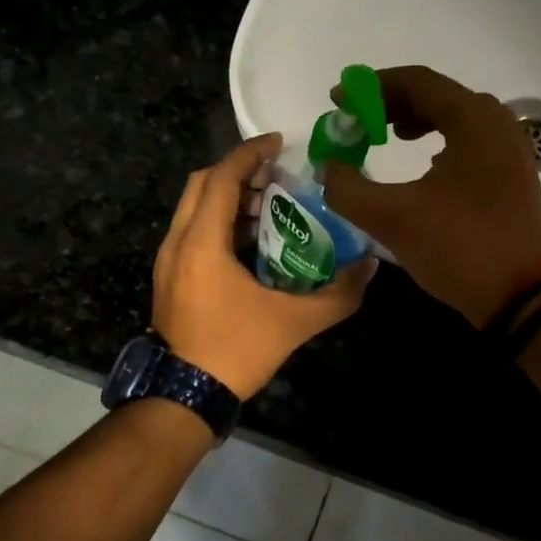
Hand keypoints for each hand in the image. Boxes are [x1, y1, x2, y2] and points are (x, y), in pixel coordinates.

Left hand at [153, 133, 374, 399]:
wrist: (184, 397)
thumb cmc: (235, 352)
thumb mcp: (294, 323)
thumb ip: (338, 295)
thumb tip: (372, 269)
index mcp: (202, 242)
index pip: (223, 178)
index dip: (250, 154)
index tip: (279, 142)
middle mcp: (177, 242)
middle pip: (202, 184)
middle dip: (238, 171)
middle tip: (276, 173)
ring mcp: (168, 261)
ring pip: (193, 208)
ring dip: (228, 197)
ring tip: (269, 205)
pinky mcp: (168, 278)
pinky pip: (191, 231)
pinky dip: (218, 222)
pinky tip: (250, 243)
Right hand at [323, 66, 540, 326]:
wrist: (521, 296)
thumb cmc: (458, 248)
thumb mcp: (392, 219)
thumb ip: (348, 189)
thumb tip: (327, 168)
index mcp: (473, 120)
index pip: (417, 82)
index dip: (371, 88)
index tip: (339, 102)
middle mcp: (498, 122)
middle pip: (438, 94)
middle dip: (392, 103)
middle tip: (359, 122)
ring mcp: (512, 147)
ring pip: (457, 116)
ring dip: (418, 120)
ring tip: (387, 137)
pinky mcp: (515, 172)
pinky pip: (472, 138)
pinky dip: (442, 139)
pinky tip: (426, 164)